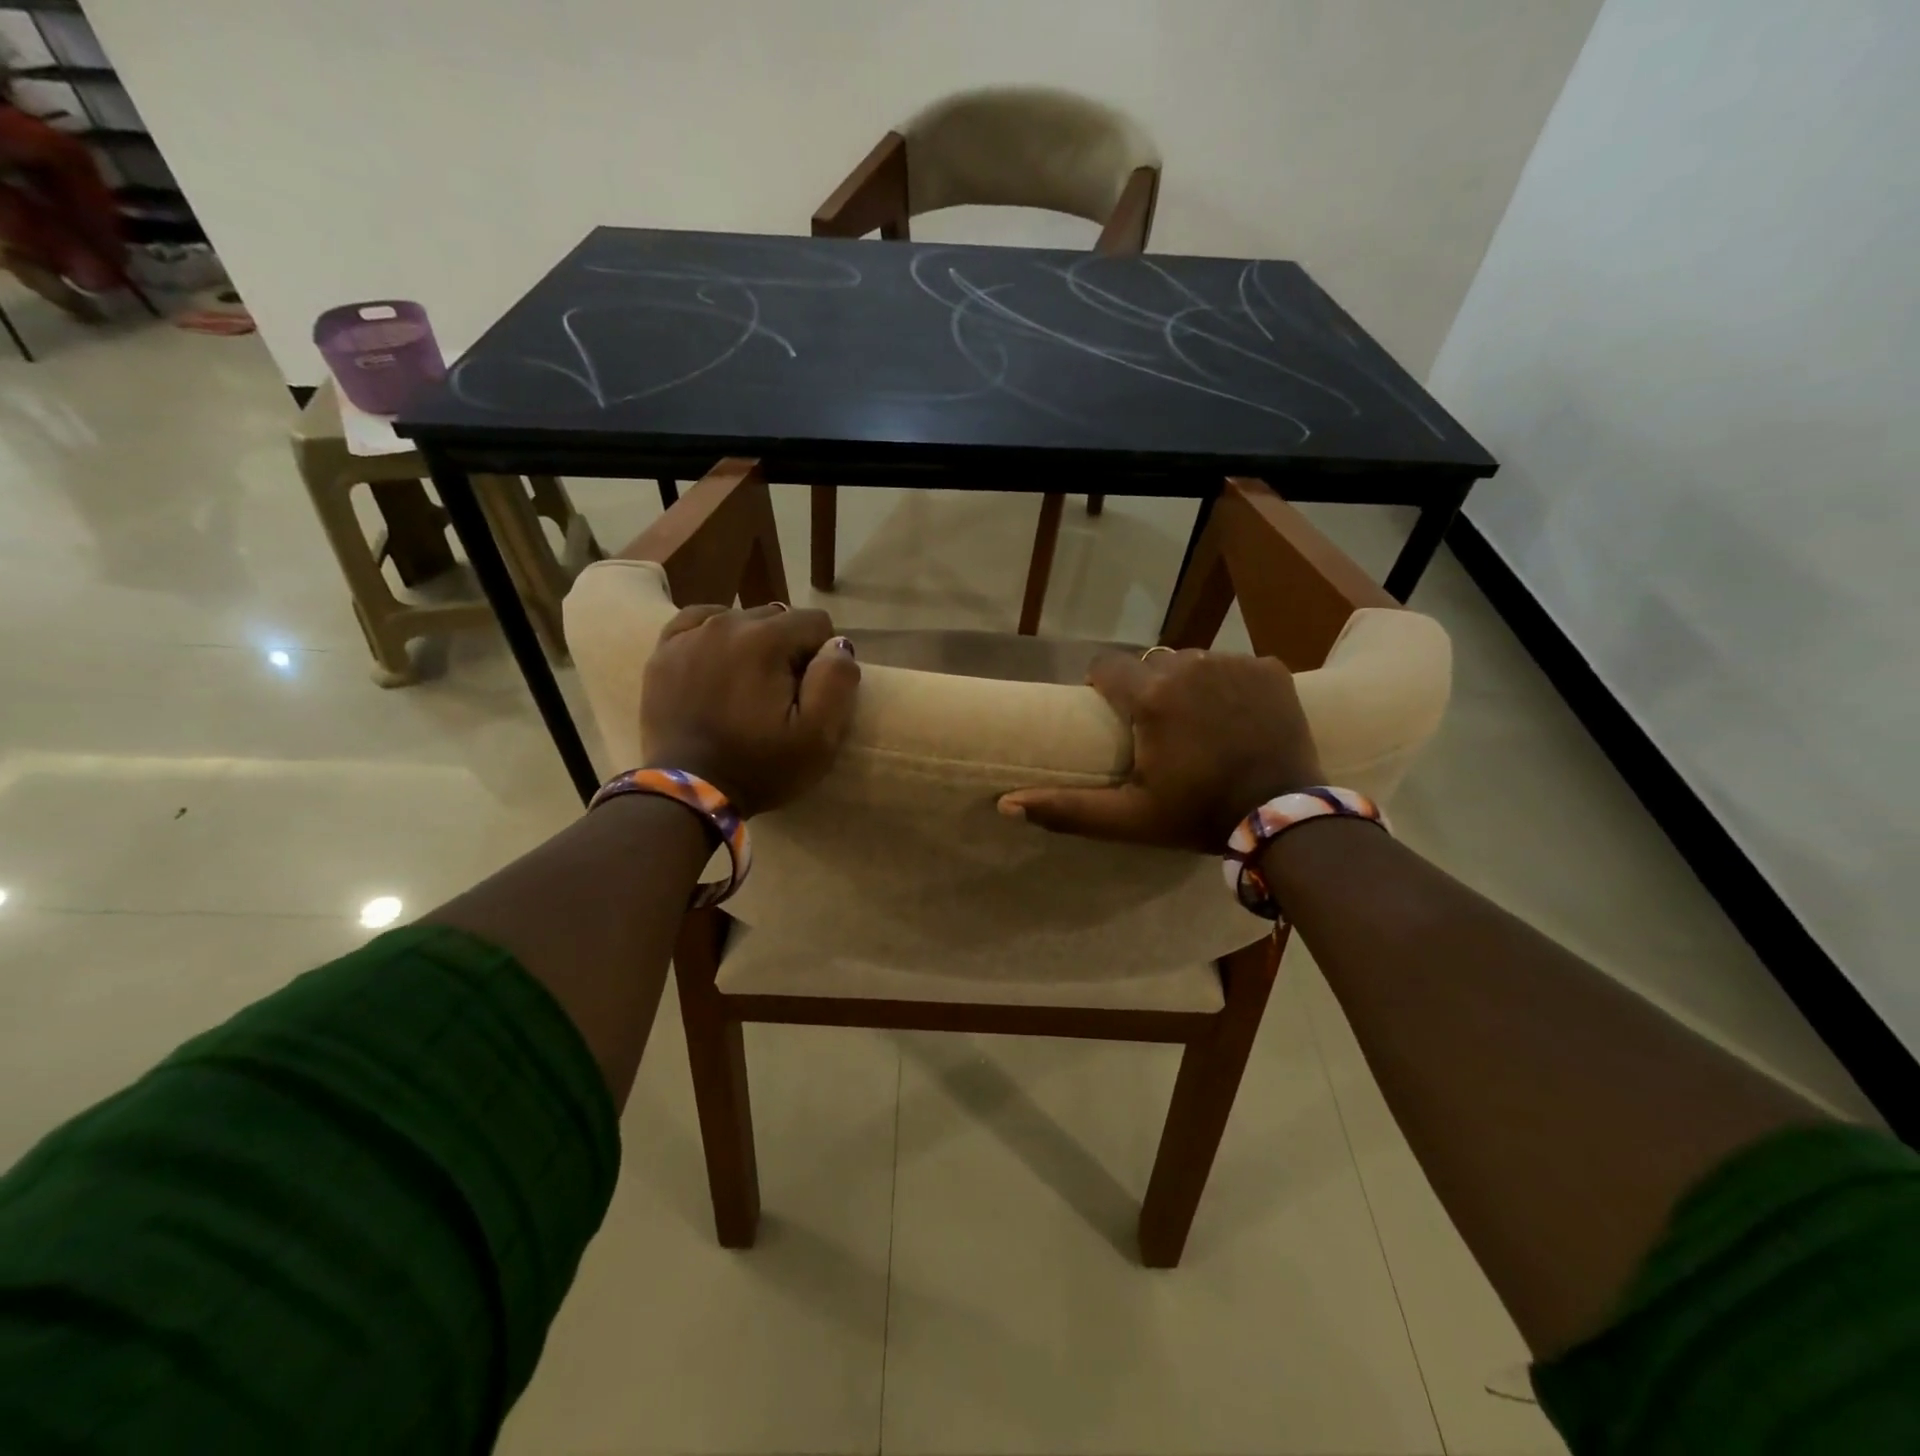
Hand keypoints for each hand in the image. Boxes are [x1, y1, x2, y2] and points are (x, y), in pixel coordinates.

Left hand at [640, 604, 859, 816]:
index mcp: (766, 639)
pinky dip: (715, 638)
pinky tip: (718, 665)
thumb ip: (837, 680)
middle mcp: (726, 623)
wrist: (689, 793)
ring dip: (754, 644)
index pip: (816, 622)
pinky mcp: (663, 652)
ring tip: (747, 688)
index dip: (822, 657)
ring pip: (740, 619)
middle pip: (778, 618)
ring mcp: (689, 635)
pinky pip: (698, 623)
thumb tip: (837, 645)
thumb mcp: (818, 736)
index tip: (809, 692)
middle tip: (780, 696)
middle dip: (788, 649)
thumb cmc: (760, 767)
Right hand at [998, 648, 1321, 850]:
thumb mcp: (1128, 818)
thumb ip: (1066, 808)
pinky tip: (1238, 718)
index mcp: (1151, 697)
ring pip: (1193, 661)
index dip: (1104, 689)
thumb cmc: (1197, 816)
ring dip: (1189, 684)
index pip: (1106, 667)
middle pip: (1151, 664)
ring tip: (1201, 724)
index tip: (1116, 717)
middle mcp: (1189, 666)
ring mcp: (1234, 663)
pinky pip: (1234, 665)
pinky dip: (1231, 685)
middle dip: (1149, 690)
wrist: (1282, 818)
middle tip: (1162, 732)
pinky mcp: (1270, 668)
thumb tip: (1004, 804)